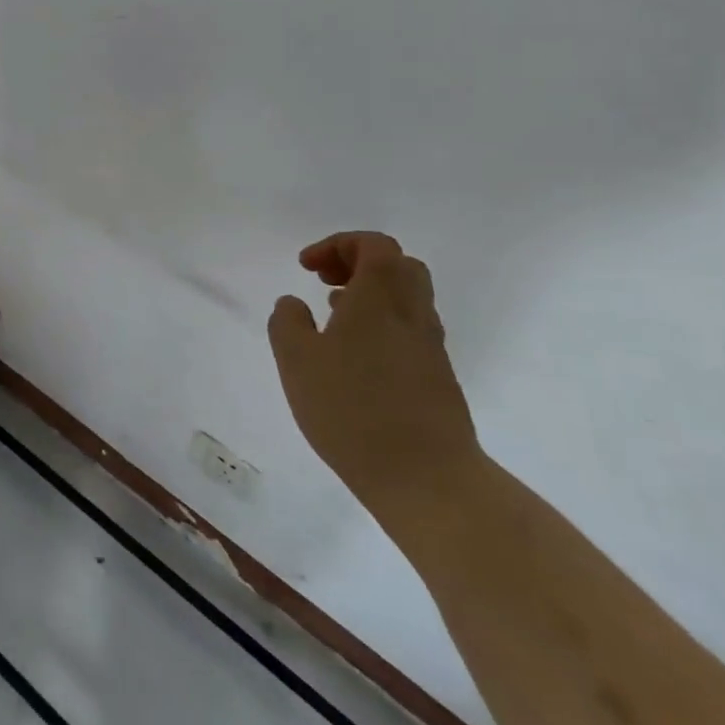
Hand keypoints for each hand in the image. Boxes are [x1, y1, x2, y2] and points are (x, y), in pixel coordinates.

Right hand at [268, 233, 481, 517]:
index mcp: (379, 299)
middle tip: (326, 281)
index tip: (307, 267)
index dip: (338, 245)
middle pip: (399, 265)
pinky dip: (382, 324)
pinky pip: (410, 330)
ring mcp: (430, 347)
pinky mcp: (437, 378)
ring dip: (371, 294)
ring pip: (407, 299)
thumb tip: (293, 304)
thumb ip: (287, 322)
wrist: (427, 478)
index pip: (374, 245)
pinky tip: (354, 355)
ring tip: (333, 316)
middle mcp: (411, 314)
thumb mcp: (297, 361)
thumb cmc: (352, 409)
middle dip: (358, 263)